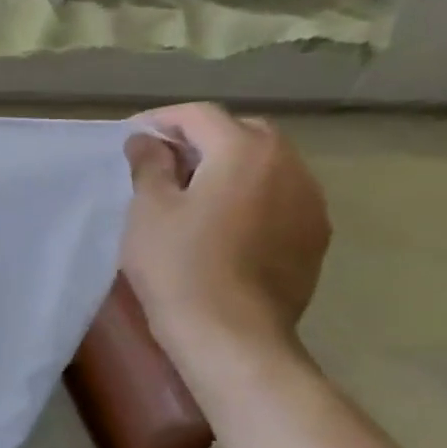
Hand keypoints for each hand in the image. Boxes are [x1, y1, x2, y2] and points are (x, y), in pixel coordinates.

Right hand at [121, 103, 329, 369]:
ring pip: (268, 163)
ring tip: (193, 191)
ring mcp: (310, 201)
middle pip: (243, 132)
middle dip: (203, 138)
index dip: (162, 120)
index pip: (201, 115)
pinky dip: (252, 194)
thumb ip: (149, 165)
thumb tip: (147, 140)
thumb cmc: (178, 265)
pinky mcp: (314, 234)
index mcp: (244, 151)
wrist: (230, 332)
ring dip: (231, 165)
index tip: (132, 137)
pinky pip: (281, 196)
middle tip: (163, 161)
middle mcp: (288, 165)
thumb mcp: (148, 210)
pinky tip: (224, 222)